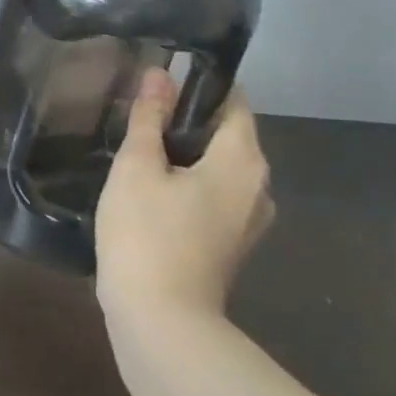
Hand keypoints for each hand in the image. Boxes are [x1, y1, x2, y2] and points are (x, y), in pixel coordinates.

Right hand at [95, 69, 274, 315]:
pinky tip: (152, 190)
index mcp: (243, 159)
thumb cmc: (146, 235)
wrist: (160, 322)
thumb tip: (158, 74)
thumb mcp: (137, 167)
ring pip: (220, 167)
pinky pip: (216, 196)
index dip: (198, 85)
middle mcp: (258, 185)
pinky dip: (190, 184)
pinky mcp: (233, 244)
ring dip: (186, 155)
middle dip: (187, 120)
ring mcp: (249, 219)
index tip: (160, 81)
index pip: (233, 101)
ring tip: (141, 150)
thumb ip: (148, 117)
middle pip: (228, 134)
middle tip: (140, 115)